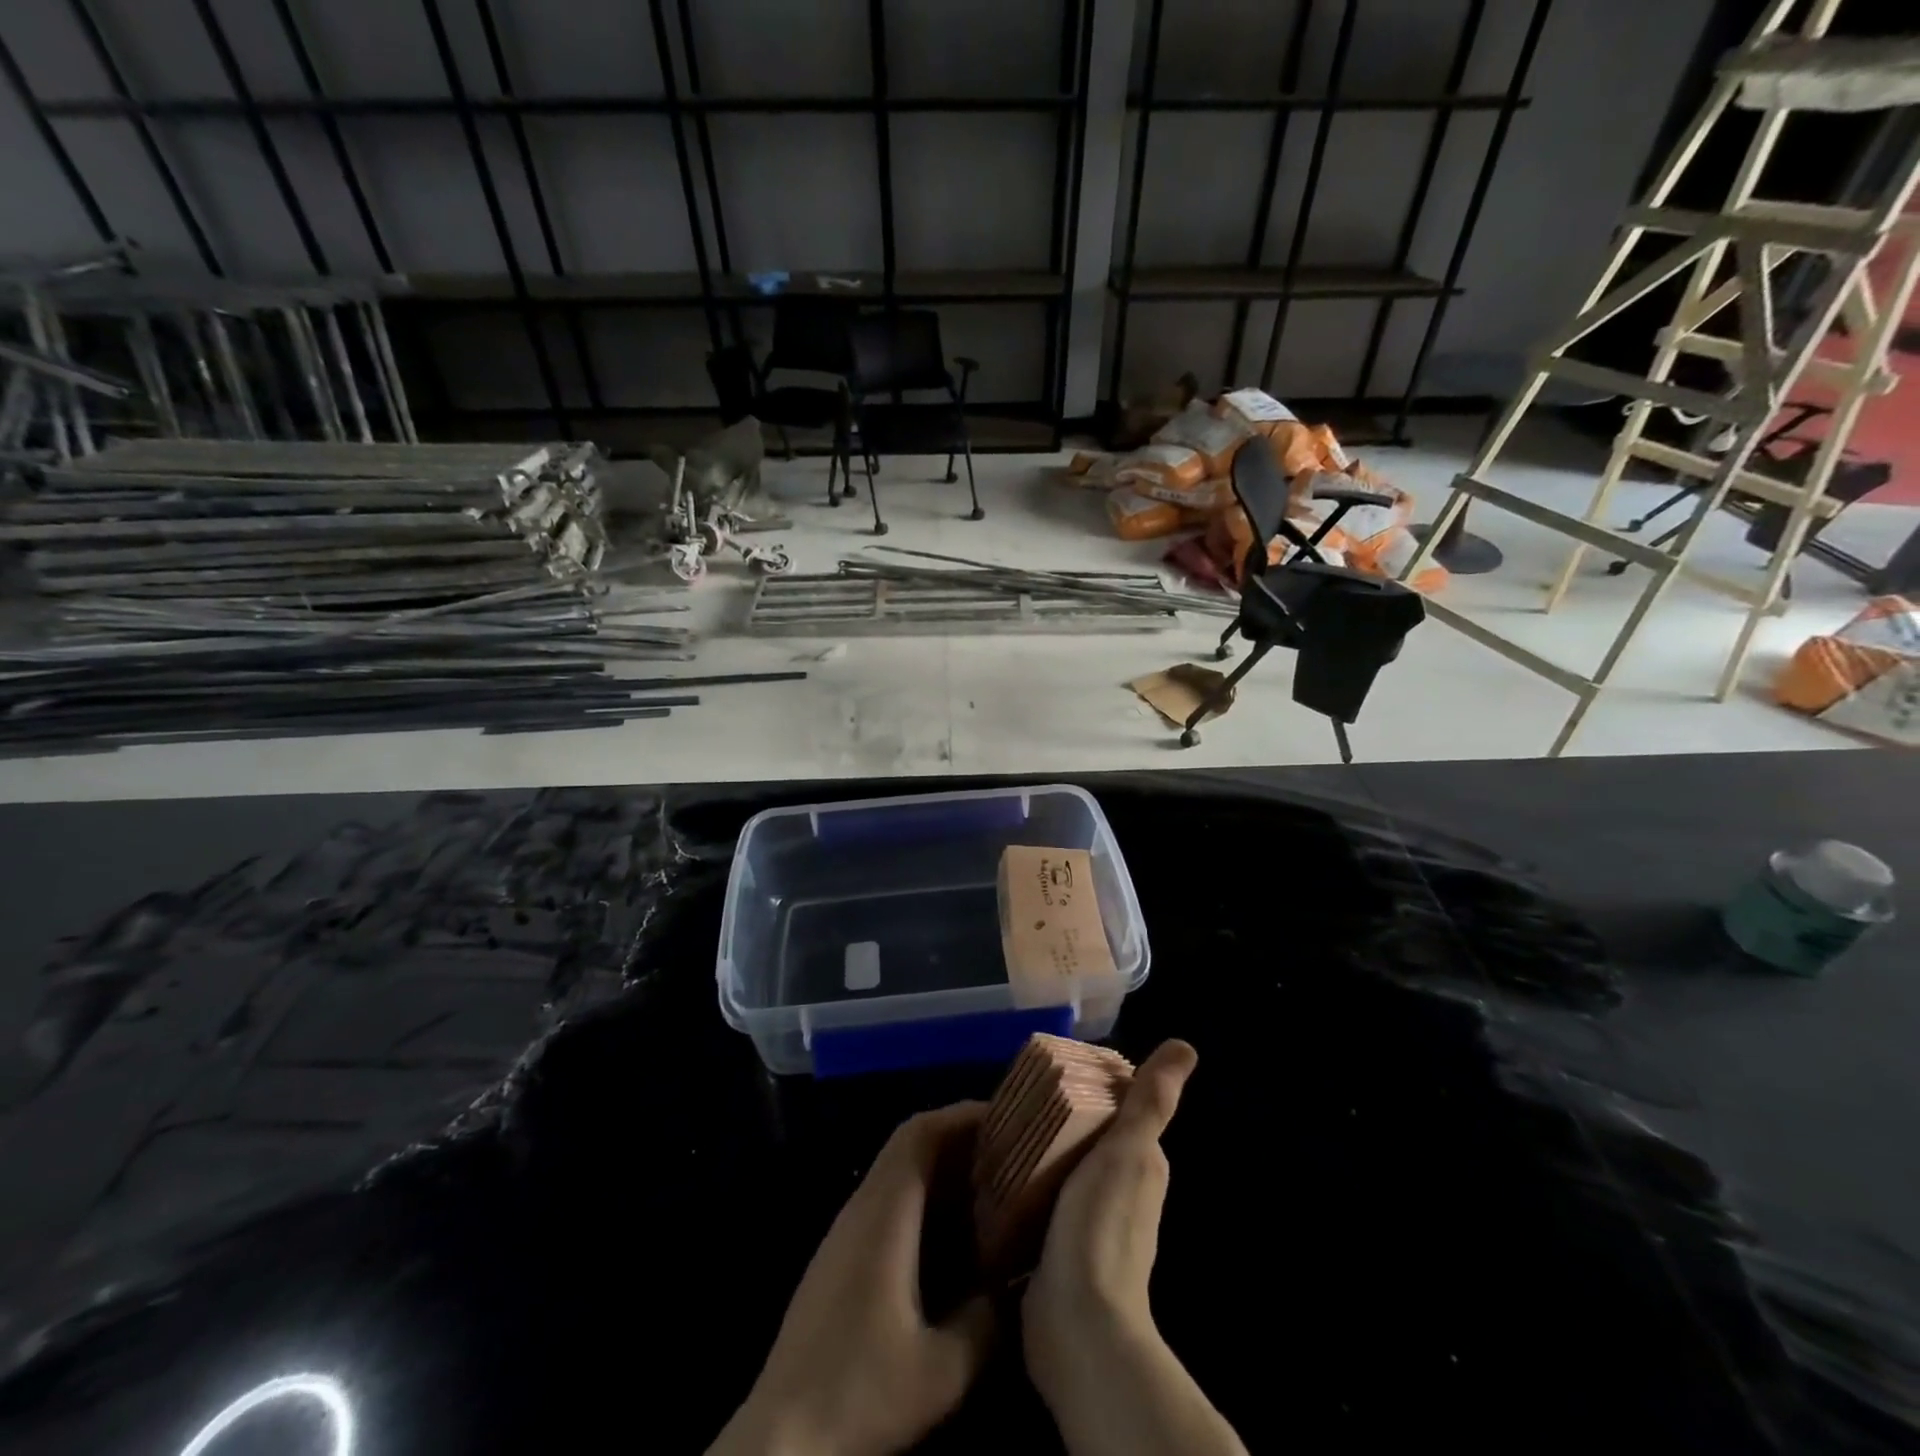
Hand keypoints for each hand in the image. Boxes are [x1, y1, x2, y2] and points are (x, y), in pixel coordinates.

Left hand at [708, 1103, 996, 1455]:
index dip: (961, 1114)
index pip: (919, 1133)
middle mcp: (861, 1208)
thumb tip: (1016, 1284)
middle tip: (1009, 1150)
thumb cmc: (859, 1393)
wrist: (780, 1439)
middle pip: (909, 1145)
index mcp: (883, 1213)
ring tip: (991, 1186)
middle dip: (959, 1137)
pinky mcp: (840, 1258)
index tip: (1006, 1117)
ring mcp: (845, 1232)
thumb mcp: (941, 1371)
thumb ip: (986, 1322)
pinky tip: (952, 1236)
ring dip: (942, 1168)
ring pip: (898, 1173)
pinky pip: (889, 1203)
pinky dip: (925, 1199)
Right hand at [1023, 1040, 1193, 1395]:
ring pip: (1059, 1168)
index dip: (1089, 1087)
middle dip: (1056, 1117)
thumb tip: (1185, 1046)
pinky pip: (1038, 1201)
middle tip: (1014, 1096)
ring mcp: (1087, 1223)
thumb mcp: (1127, 1150)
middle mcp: (1120, 1192)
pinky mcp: (1056, 1248)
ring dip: (1036, 1151)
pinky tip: (995, 1174)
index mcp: (1141, 1166)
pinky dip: (1022, 1185)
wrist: (1078, 1324)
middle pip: (1084, 1138)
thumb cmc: (1102, 1225)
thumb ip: (1151, 1101)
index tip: (1051, 1071)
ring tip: (998, 1128)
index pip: (1115, 1111)